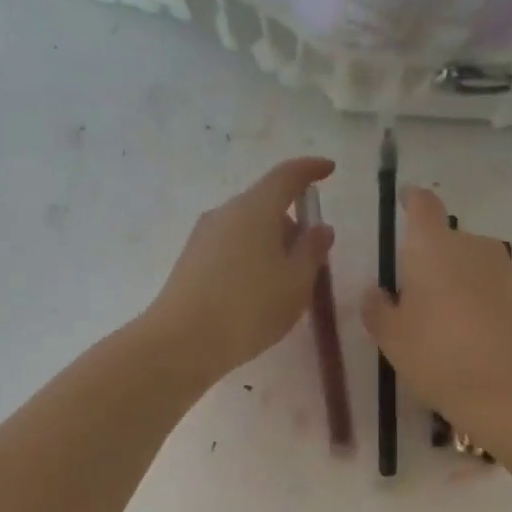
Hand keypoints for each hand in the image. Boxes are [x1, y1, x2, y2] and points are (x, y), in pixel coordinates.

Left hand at [146, 156, 336, 381]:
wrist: (182, 342)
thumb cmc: (249, 308)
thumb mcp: (296, 283)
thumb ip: (312, 251)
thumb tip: (320, 228)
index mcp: (255, 208)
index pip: (287, 176)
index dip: (311, 170)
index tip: (329, 170)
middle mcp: (225, 212)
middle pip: (266, 204)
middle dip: (293, 224)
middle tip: (312, 260)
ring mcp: (203, 236)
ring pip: (248, 229)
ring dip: (272, 245)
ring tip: (286, 285)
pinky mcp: (191, 260)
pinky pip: (231, 247)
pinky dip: (252, 259)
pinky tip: (258, 294)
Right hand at [361, 186, 511, 451]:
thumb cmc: (440, 355)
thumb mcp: (392, 338)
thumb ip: (378, 309)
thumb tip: (376, 292)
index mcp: (432, 245)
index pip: (421, 205)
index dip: (411, 201)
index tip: (402, 203)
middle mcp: (471, 245)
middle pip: (445, 238)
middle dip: (427, 257)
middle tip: (408, 292)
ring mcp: (502, 270)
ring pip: (467, 264)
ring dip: (451, 280)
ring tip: (434, 319)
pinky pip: (486, 287)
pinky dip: (472, 300)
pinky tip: (462, 334)